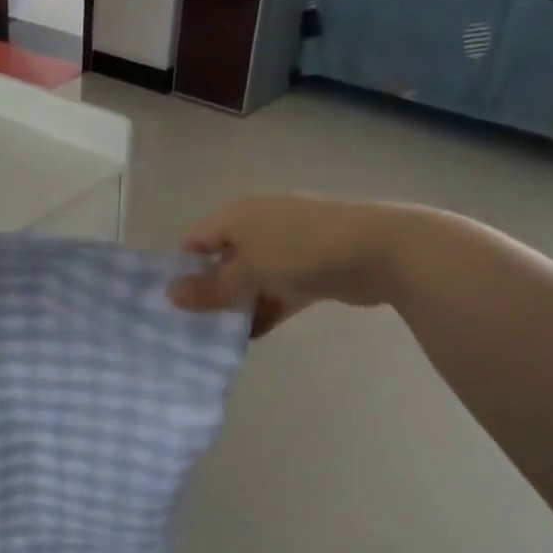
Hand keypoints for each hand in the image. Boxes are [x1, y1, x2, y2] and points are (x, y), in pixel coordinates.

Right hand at [167, 195, 414, 330]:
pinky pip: (278, 290)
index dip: (181, 268)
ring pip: (252, 278)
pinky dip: (266, 309)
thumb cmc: (301, 250)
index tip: (171, 303)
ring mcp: (289, 246)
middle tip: (192, 324)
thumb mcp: (248, 271)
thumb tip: (168, 295)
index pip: (195, 240)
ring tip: (219, 336)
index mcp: (238, 216)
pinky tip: (252, 336)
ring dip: (238, 305)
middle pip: (223, 260)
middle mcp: (260, 225)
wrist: (383, 249)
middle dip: (209, 291)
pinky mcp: (313, 268)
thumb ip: (210, 287)